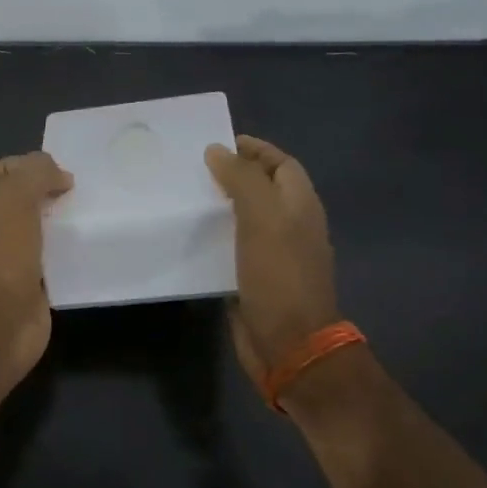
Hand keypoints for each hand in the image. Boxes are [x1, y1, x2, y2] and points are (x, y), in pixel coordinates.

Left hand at [0, 151, 72, 385]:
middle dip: (40, 193)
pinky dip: (59, 251)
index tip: (54, 170)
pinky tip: (79, 245)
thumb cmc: (0, 254)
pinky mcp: (19, 286)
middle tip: (71, 191)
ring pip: (28, 231)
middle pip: (10, 202)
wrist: (0, 324)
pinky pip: (41, 259)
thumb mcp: (16, 197)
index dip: (20, 165)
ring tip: (79, 213)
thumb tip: (57, 173)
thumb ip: (35, 173)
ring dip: (52, 222)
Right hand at [205, 135, 339, 389]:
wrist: (289, 344)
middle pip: (264, 190)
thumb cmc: (279, 275)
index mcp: (301, 206)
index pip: (281, 165)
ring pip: (246, 219)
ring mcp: (274, 255)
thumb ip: (242, 180)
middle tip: (193, 168)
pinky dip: (215, 237)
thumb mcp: (263, 218)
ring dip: (221, 206)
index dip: (255, 150)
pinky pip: (234, 248)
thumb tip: (218, 150)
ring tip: (185, 197)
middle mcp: (291, 226)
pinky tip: (189, 237)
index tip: (218, 143)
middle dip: (234, 175)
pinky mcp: (255, 279)